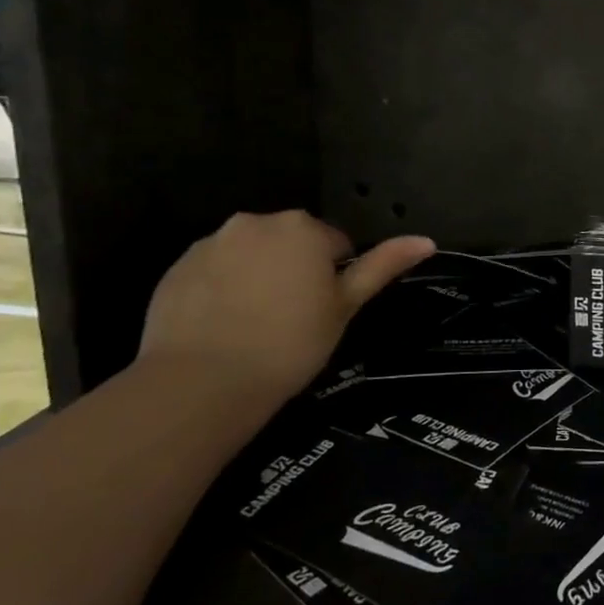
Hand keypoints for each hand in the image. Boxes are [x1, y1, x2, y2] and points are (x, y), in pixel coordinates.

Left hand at [138, 211, 432, 409]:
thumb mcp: (345, 307)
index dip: (335, 277)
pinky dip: (222, 288)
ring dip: (259, 275)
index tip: (324, 312)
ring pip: (251, 254)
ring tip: (255, 324)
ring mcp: (212, 242)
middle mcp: (256, 222)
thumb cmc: (290, 343)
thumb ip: (382, 267)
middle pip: (290, 242)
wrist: (202, 382)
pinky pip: (214, 270)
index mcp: (303, 228)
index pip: (336, 243)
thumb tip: (426, 240)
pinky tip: (223, 325)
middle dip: (296, 268)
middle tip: (294, 318)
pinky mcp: (177, 266)